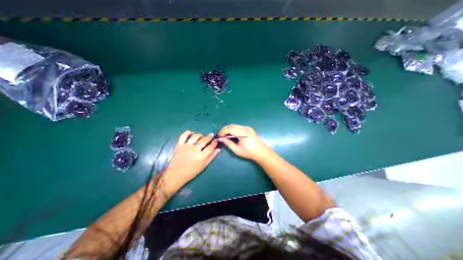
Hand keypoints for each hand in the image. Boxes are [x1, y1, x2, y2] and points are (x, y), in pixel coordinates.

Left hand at [162, 131, 220, 193]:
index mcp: (202, 156)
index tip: (216, 140)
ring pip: (196, 136)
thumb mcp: (204, 165)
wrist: (176, 174)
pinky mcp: (179, 145)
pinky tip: (192, 133)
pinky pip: (184, 135)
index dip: (215, 142)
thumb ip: (212, 156)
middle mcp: (195, 150)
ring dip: (200, 135)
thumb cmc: (192, 172)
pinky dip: (188, 132)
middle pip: (204, 140)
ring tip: (202, 136)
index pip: (211, 146)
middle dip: (209, 137)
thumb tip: (219, 149)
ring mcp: (186, 146)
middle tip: (211, 135)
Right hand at [218, 124, 269, 162]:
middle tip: (221, 136)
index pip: (230, 129)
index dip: (223, 131)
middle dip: (224, 129)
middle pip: (232, 125)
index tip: (219, 137)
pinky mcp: (248, 128)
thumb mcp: (237, 150)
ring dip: (228, 129)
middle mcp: (245, 128)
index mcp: (243, 133)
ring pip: (234, 125)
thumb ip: (228, 143)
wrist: (261, 152)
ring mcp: (247, 127)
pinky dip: (233, 129)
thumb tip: (221, 139)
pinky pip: (238, 127)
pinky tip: (231, 135)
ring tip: (225, 135)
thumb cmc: (249, 152)